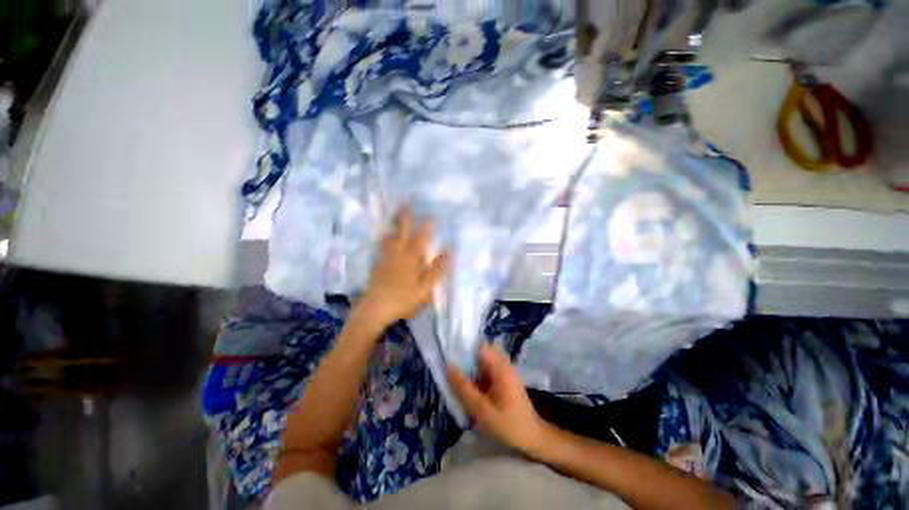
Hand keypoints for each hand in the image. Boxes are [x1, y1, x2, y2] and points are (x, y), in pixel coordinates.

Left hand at [356, 206, 448, 328]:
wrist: (375, 308)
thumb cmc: (404, 299)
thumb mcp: (425, 288)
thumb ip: (436, 270)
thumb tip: (447, 252)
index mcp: (411, 259)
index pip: (421, 239)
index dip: (427, 227)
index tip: (432, 215)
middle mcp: (398, 255)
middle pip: (402, 233)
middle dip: (405, 218)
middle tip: (405, 203)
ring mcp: (386, 259)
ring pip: (390, 238)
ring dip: (394, 226)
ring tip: (394, 216)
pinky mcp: (377, 266)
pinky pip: (382, 247)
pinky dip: (386, 240)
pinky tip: (386, 240)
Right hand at [447, 344, 549, 453]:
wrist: (532, 439)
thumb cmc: (507, 424)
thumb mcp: (480, 409)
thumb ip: (463, 387)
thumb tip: (449, 366)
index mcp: (500, 367)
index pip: (480, 346)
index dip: (466, 350)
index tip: (454, 362)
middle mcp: (504, 364)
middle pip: (481, 354)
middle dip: (468, 363)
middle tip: (457, 378)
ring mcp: (506, 371)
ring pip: (484, 364)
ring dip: (473, 373)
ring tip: (464, 388)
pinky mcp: (506, 380)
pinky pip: (489, 372)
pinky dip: (480, 379)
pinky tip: (475, 394)